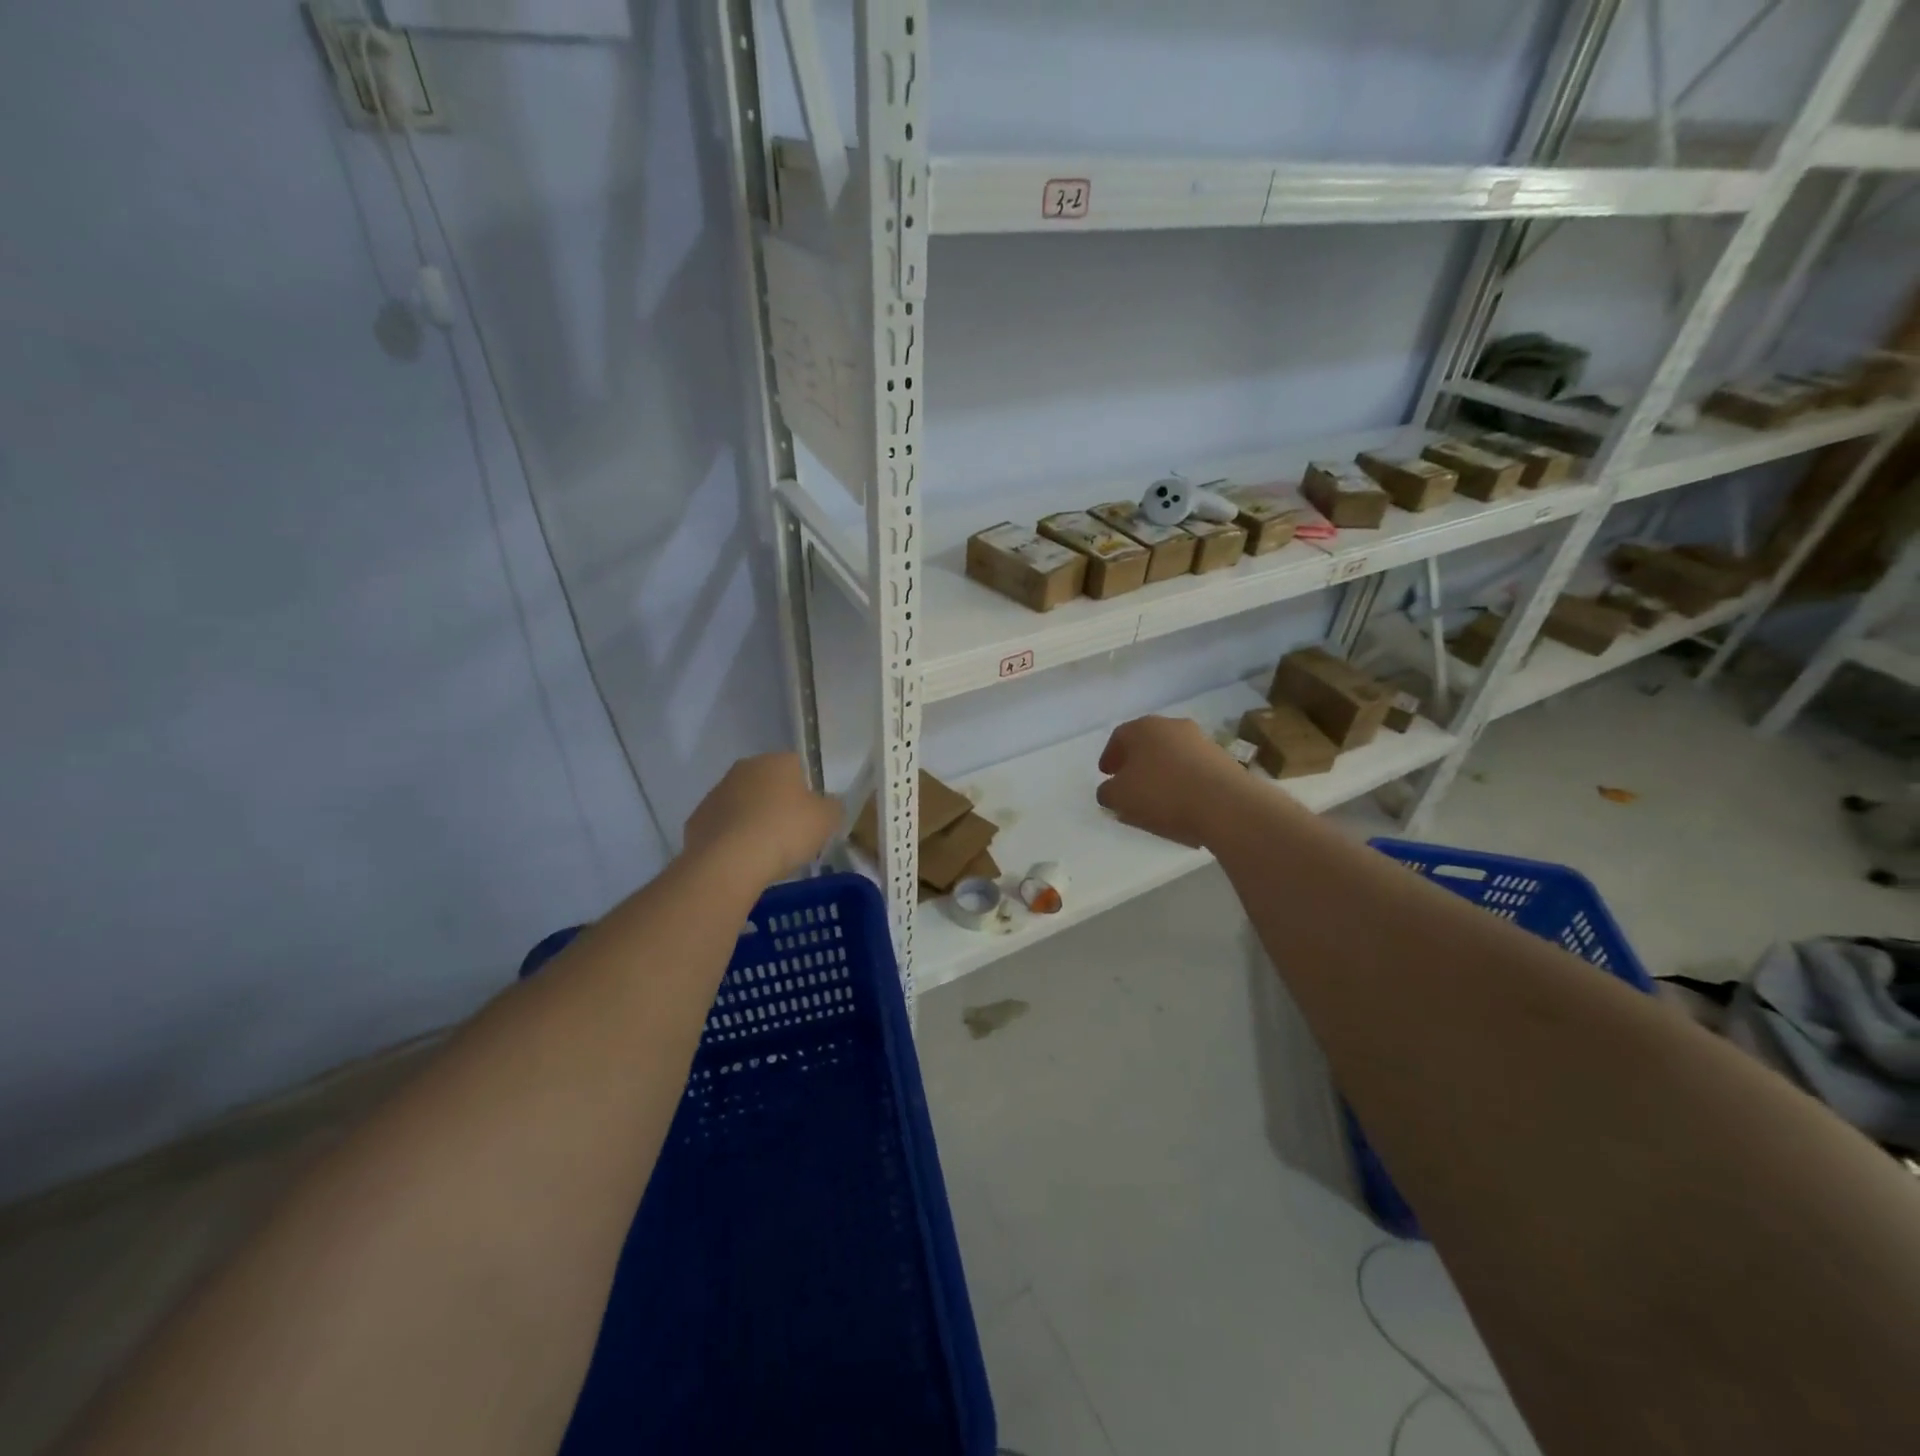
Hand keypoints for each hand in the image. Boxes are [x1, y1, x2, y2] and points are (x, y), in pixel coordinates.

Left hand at [684, 753, 840, 882]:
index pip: (798, 767)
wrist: (730, 861)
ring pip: (743, 804)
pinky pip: (723, 826)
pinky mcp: (697, 819)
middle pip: (768, 784)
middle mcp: (745, 768)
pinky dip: (732, 839)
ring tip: (765, 852)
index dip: (807, 792)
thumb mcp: (827, 820)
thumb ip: (832, 807)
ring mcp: (717, 792)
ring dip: (753, 820)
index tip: (810, 817)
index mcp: (778, 761)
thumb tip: (828, 804)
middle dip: (778, 804)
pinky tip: (741, 859)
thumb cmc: (785, 831)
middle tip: (790, 834)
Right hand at [1096, 716, 1254, 848]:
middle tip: (1129, 782)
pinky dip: (1182, 780)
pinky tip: (1180, 801)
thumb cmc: (1162, 793)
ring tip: (1156, 796)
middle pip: (1147, 742)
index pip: (1119, 737)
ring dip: (1161, 771)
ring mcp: (1201, 740)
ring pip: (1171, 754)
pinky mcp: (1222, 758)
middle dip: (1136, 762)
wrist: (1225, 804)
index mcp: (1143, 727)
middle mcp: (1172, 726)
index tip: (1106, 774)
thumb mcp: (1120, 797)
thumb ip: (1107, 792)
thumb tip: (1110, 790)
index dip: (1109, 756)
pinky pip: (1192, 768)